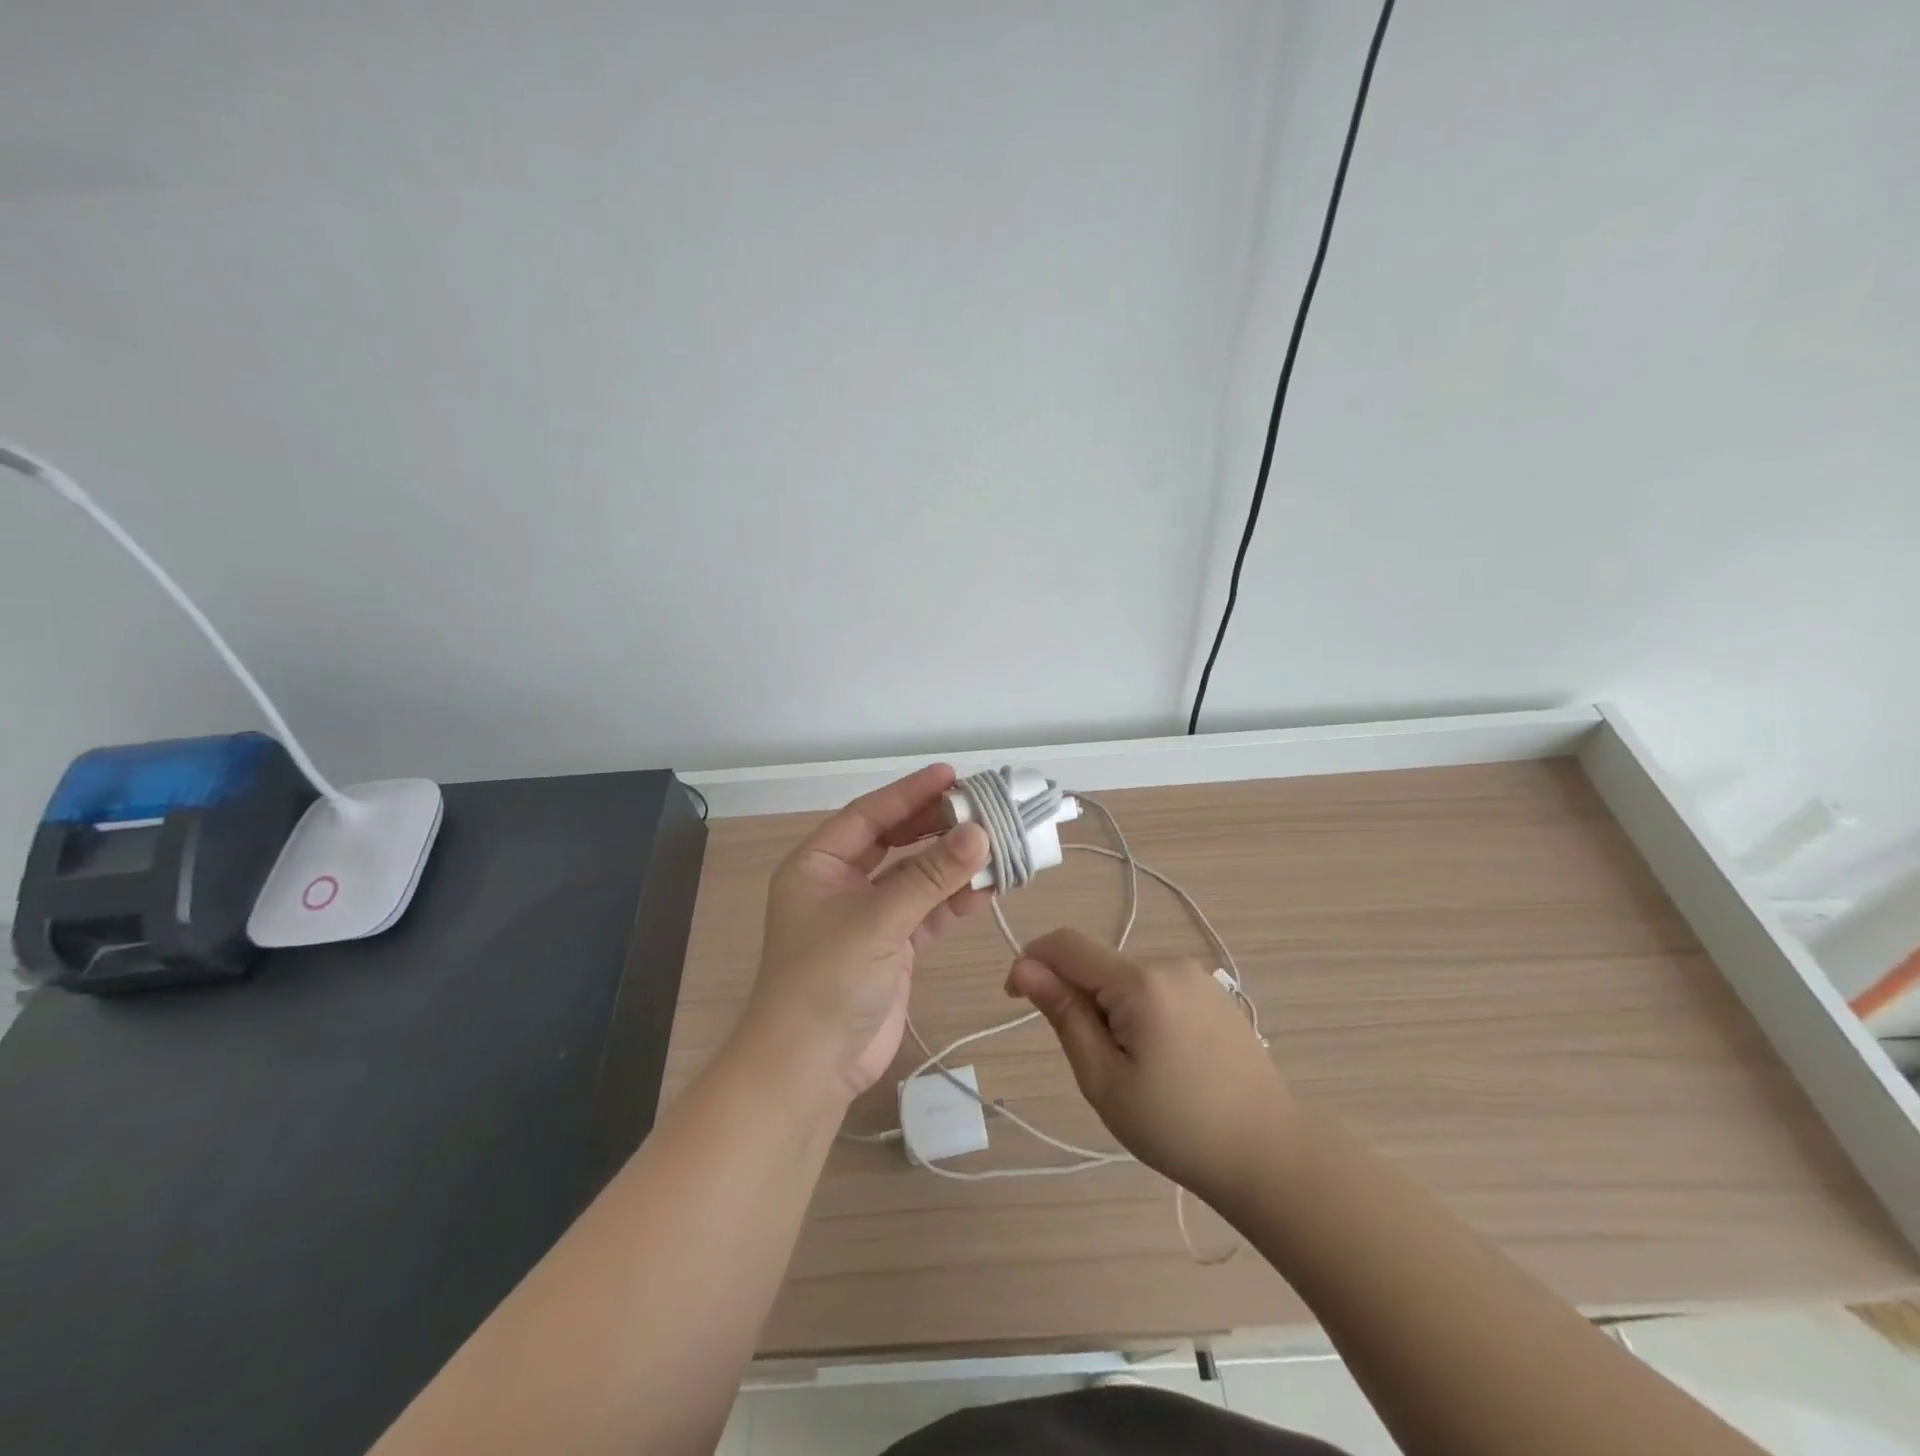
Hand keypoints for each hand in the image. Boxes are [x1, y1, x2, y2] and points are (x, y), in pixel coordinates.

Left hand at [742, 764, 991, 1102]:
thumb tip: (980, 833)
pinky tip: (987, 889)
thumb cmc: (827, 979)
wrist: (809, 1068)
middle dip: (937, 828)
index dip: (910, 793)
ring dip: (953, 866)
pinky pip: (927, 912)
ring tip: (997, 849)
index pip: (870, 815)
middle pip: (896, 842)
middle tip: (983, 809)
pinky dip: (954, 901)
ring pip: (916, 877)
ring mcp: (868, 916)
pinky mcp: (892, 947)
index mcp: (819, 864)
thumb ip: (931, 876)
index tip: (952, 775)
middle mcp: (841, 883)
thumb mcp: (878, 919)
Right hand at [1006, 928, 1291, 1208]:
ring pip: (1124, 978)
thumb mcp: (1104, 1079)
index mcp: (1139, 981)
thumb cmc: (1177, 1126)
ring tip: (1135, 1070)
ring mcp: (1195, 975)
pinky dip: (1138, 1012)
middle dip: (1078, 1000)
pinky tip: (1163, 1060)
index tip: (1016, 1000)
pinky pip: (1154, 987)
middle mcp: (1168, 962)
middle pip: (1097, 965)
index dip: (1031, 962)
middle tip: (1096, 1066)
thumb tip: (1024, 968)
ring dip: (1110, 1009)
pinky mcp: (1212, 992)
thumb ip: (1063, 1015)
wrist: (1271, 1153)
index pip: (1065, 944)